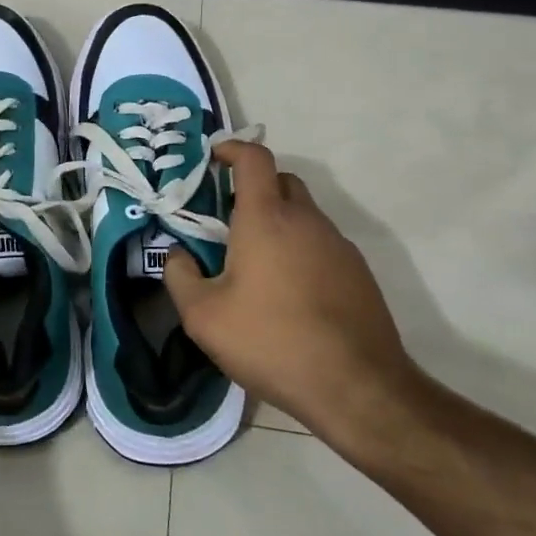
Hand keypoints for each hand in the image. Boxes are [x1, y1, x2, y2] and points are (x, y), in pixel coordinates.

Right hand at [164, 143, 424, 446]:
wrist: (357, 387)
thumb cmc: (271, 341)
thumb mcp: (203, 316)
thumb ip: (179, 276)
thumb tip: (177, 255)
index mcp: (267, 218)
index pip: (254, 158)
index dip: (232, 149)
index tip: (213, 159)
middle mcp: (306, 220)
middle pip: (281, 181)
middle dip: (253, 187)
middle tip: (227, 220)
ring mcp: (338, 245)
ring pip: (304, 214)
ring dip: (278, 222)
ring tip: (255, 264)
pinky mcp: (358, 273)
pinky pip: (321, 244)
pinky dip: (300, 250)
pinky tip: (289, 293)